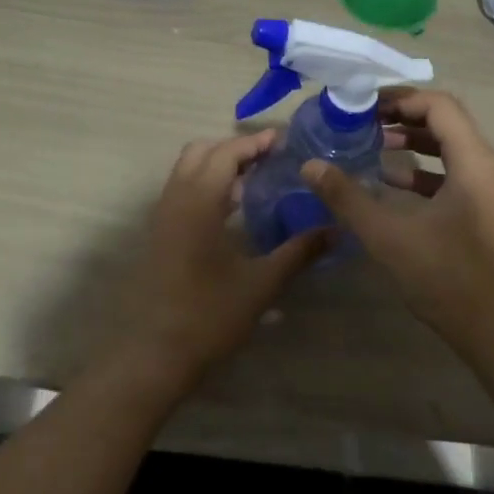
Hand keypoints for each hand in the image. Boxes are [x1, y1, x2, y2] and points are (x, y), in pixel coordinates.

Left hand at [106, 130, 328, 395]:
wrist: (156, 353)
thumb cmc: (210, 315)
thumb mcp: (262, 283)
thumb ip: (299, 252)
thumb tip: (336, 230)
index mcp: (199, 202)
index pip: (225, 153)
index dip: (254, 142)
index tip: (283, 140)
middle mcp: (176, 199)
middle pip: (201, 151)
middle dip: (234, 147)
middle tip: (269, 158)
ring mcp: (163, 216)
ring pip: (187, 169)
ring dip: (217, 164)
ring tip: (255, 179)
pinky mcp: (160, 234)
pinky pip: (182, 190)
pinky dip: (206, 184)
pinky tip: (232, 209)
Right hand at [302, 89, 493, 373]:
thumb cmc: (448, 279)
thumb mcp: (389, 237)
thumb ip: (347, 198)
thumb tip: (311, 166)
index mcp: (475, 163)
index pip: (439, 105)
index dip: (399, 98)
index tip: (363, 104)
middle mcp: (492, 167)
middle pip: (448, 122)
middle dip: (404, 116)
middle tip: (363, 120)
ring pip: (453, 148)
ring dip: (415, 142)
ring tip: (375, 145)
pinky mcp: (491, 212)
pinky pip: (458, 174)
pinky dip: (426, 170)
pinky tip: (392, 183)